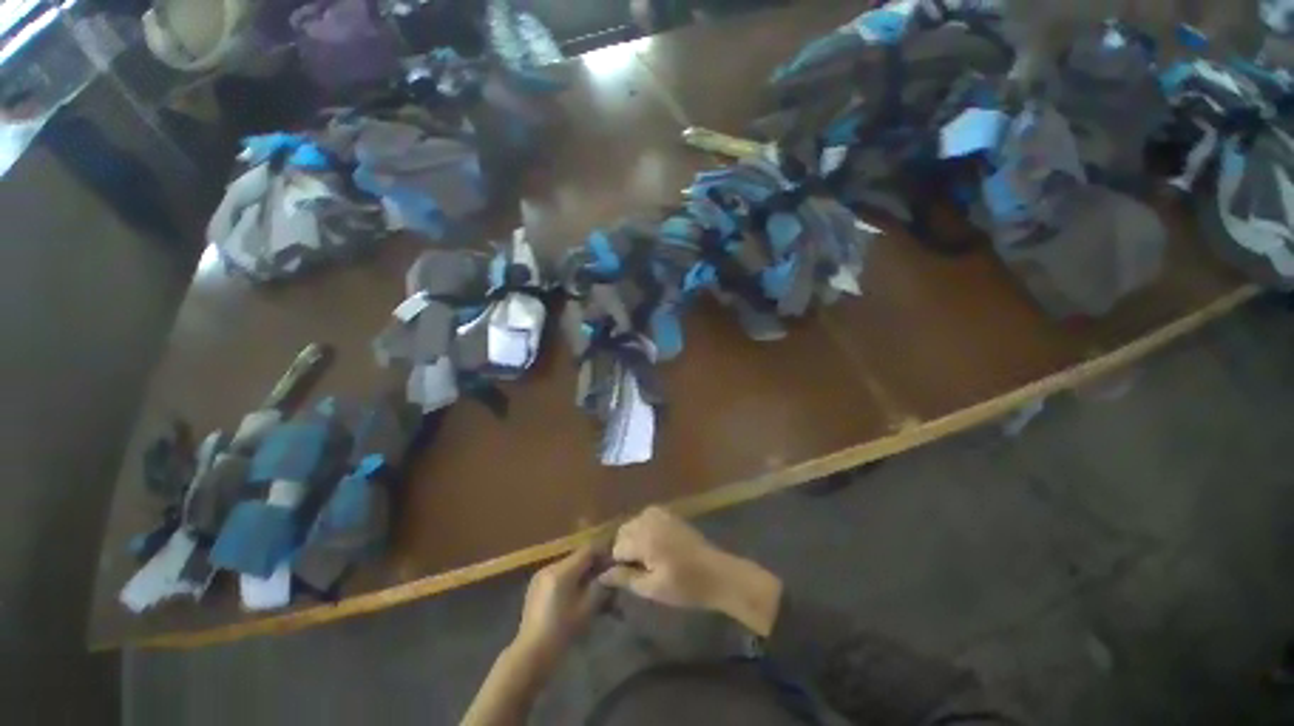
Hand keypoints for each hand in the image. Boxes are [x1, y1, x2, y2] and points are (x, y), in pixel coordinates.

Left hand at [510, 545, 602, 673]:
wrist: (530, 655)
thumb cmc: (561, 633)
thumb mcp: (586, 609)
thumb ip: (600, 585)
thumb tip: (611, 571)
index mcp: (561, 571)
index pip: (588, 550)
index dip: (604, 552)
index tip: (616, 560)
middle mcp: (549, 567)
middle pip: (578, 556)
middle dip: (594, 563)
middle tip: (609, 573)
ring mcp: (540, 576)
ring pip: (569, 565)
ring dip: (583, 571)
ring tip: (595, 584)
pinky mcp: (536, 586)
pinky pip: (559, 574)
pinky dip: (571, 578)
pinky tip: (578, 592)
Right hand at [598, 507, 782, 635]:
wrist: (716, 572)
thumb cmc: (684, 586)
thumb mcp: (652, 588)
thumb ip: (625, 578)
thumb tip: (602, 575)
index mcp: (644, 538)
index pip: (617, 548)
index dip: (620, 565)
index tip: (631, 576)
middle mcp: (649, 519)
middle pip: (623, 532)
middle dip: (626, 549)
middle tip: (640, 569)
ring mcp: (660, 513)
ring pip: (633, 523)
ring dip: (634, 539)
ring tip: (648, 559)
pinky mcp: (669, 513)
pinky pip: (646, 517)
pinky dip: (645, 529)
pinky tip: (656, 545)